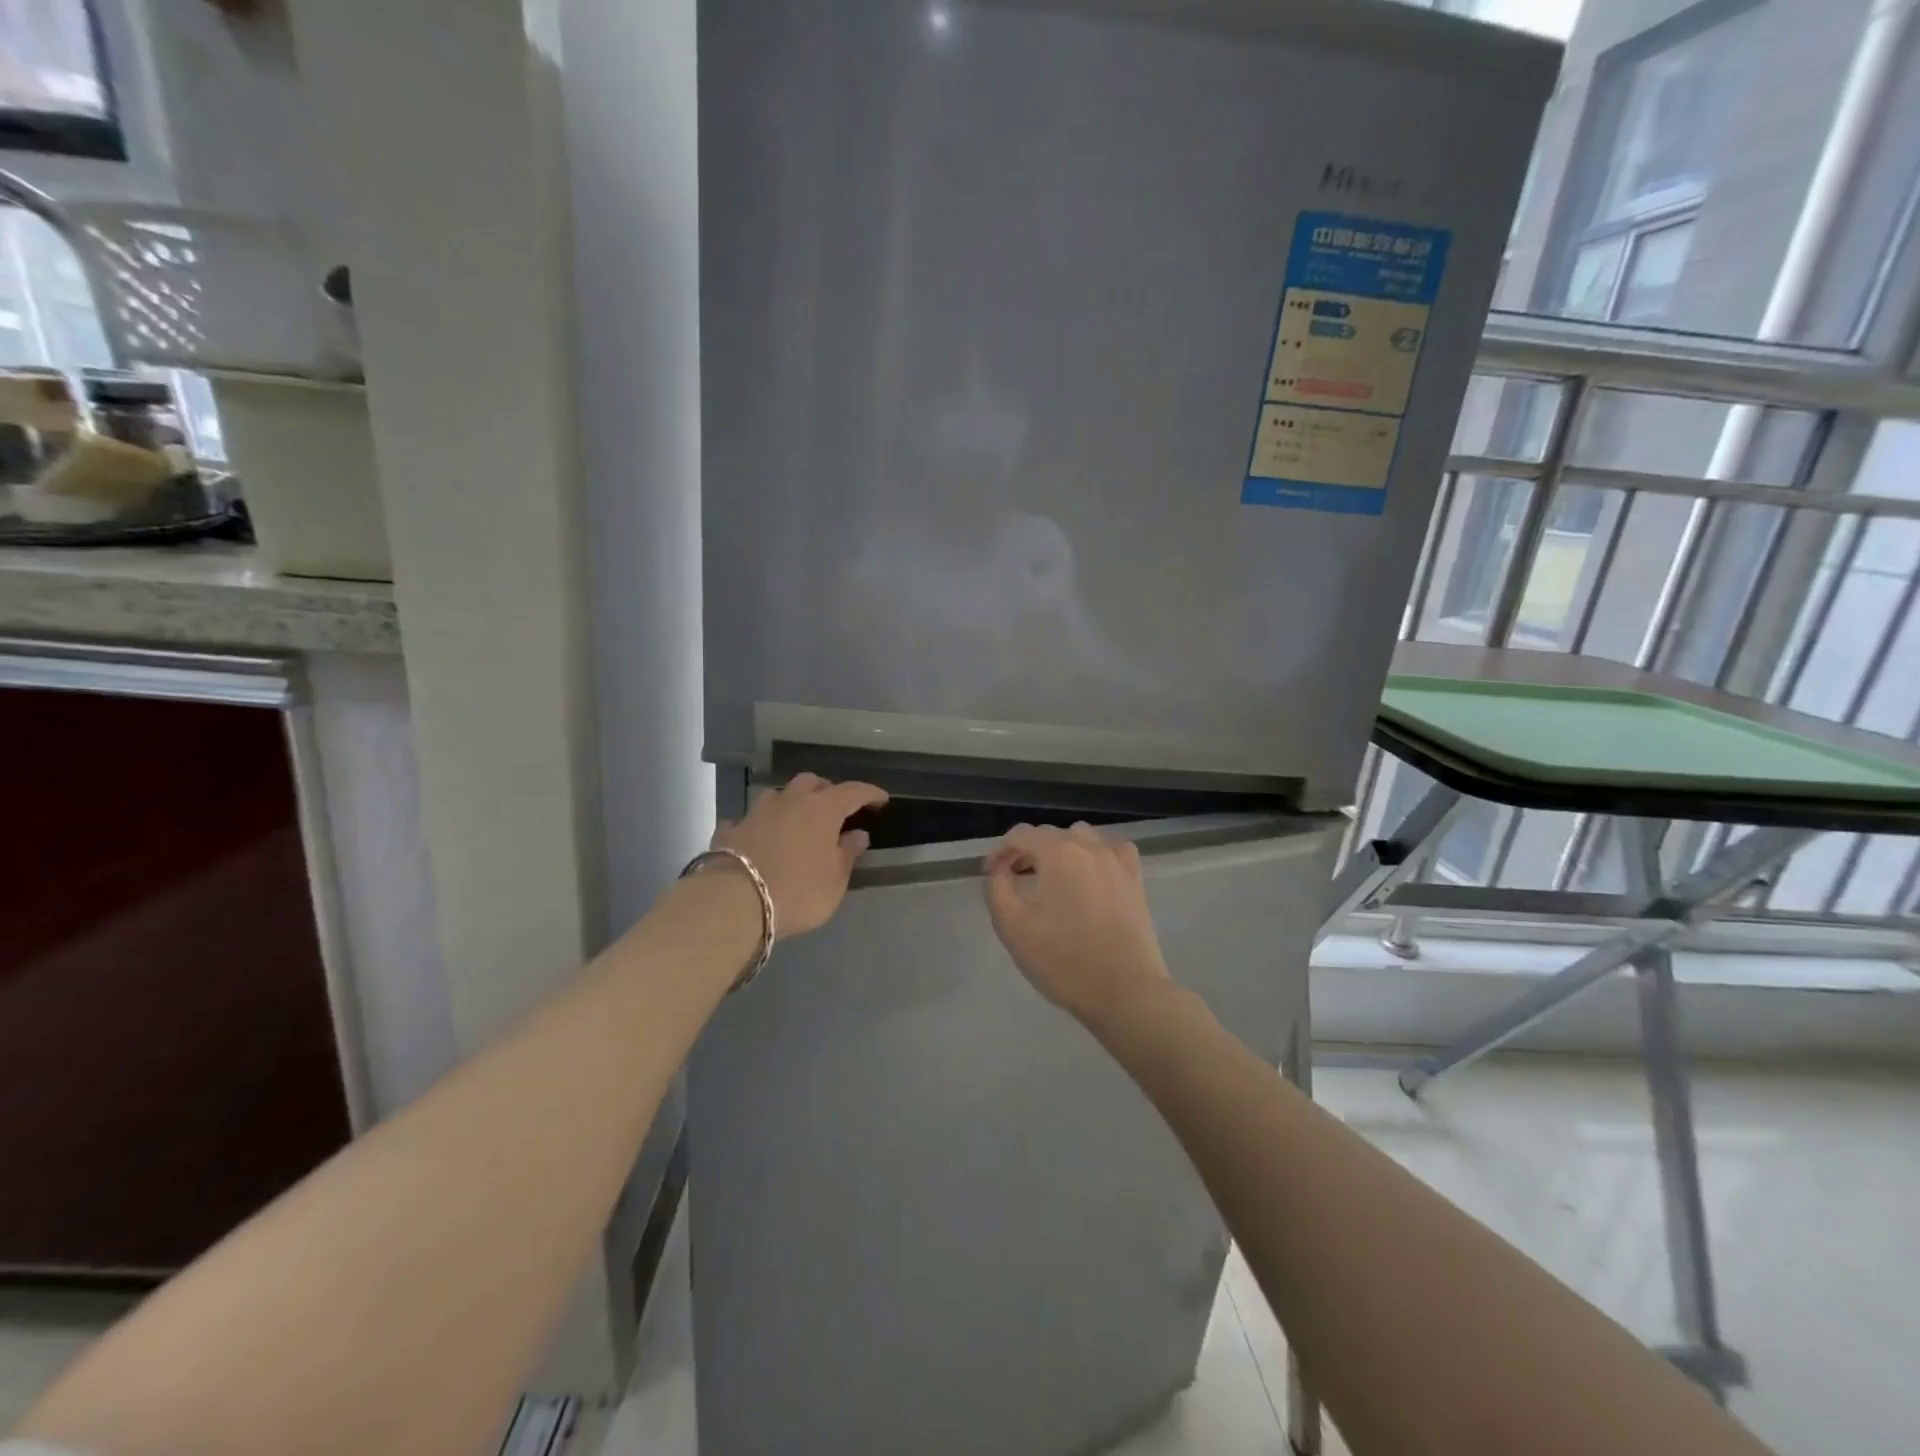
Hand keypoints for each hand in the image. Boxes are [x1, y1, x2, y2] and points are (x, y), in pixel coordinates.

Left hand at [710, 773, 887, 937]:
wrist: (735, 902)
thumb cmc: (798, 891)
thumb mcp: (835, 880)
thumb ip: (848, 854)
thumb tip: (858, 834)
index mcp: (822, 810)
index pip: (853, 791)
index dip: (870, 793)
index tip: (881, 799)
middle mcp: (789, 802)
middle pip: (811, 782)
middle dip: (826, 790)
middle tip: (835, 808)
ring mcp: (756, 813)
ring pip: (777, 795)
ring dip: (790, 802)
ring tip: (795, 820)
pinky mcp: (730, 831)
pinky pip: (746, 820)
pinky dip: (756, 825)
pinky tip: (756, 837)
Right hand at [983, 823, 1170, 1022]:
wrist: (1124, 992)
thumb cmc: (1063, 960)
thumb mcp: (1012, 927)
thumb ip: (998, 889)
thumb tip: (1000, 870)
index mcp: (1057, 853)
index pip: (1020, 835)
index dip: (1000, 851)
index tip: (991, 874)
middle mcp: (1089, 847)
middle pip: (1050, 834)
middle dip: (1028, 850)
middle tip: (1015, 878)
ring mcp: (1116, 861)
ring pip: (1082, 836)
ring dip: (1061, 849)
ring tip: (1052, 876)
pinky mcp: (1135, 880)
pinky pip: (1113, 850)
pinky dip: (1097, 853)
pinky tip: (1092, 873)